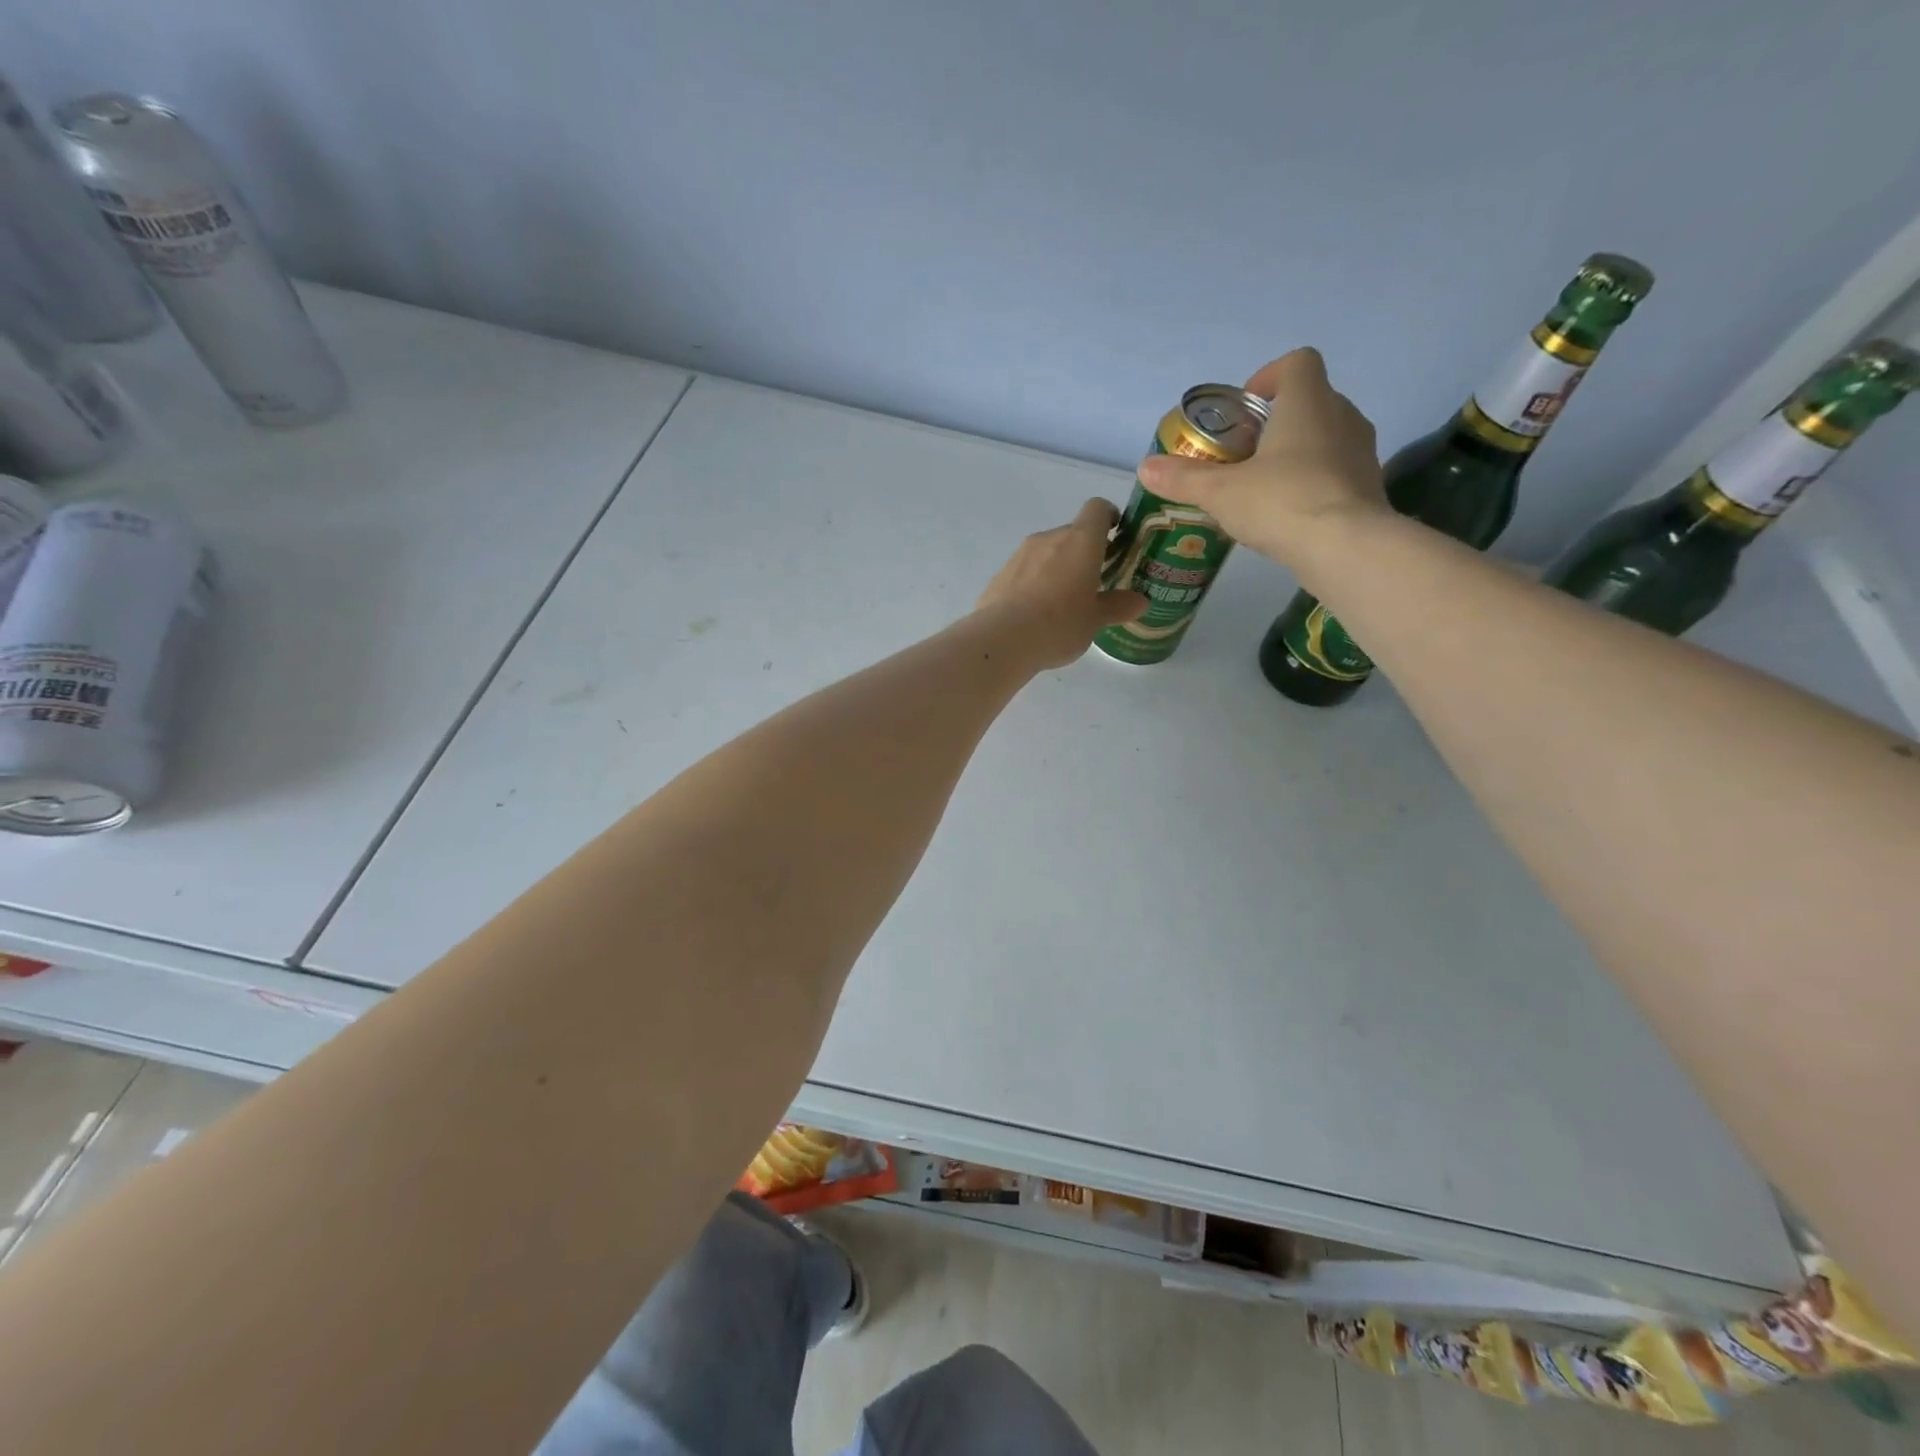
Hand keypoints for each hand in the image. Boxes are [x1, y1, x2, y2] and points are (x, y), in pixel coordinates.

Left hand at [975, 498, 1146, 668]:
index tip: (1116, 536)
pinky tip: (1035, 612)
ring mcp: (1020, 554)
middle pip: (1072, 533)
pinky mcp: (1000, 574)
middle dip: (1085, 552)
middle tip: (1094, 582)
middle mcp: (1049, 538)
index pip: (1098, 508)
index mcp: (1080, 541)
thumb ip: (1118, 606)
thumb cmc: (1060, 623)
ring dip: (1058, 568)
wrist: (1003, 638)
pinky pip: (1025, 571)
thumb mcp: (1095, 619)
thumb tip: (1140, 601)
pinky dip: (1034, 582)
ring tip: (1063, 602)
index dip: (1109, 517)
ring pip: (1046, 552)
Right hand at [1136, 348, 1386, 570]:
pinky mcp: (1369, 487)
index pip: (1297, 362)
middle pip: (1310, 400)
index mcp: (1308, 402)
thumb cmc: (1281, 502)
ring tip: (1263, 485)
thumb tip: (1145, 467)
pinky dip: (1313, 481)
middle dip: (1276, 421)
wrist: (1345, 548)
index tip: (1242, 410)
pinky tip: (1288, 513)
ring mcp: (1361, 452)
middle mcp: (1342, 416)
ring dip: (1296, 451)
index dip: (1268, 377)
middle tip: (1244, 453)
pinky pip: (1336, 471)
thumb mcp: (1220, 492)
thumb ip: (1183, 478)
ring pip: (1326, 436)